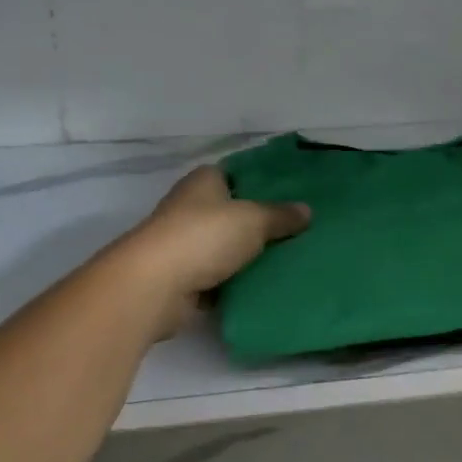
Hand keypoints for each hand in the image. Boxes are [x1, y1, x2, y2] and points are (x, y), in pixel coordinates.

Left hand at [120, 166, 310, 337]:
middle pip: (232, 212)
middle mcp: (189, 208)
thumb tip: (307, 211)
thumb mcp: (254, 220)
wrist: (154, 286)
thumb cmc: (204, 237)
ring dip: (247, 255)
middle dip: (259, 222)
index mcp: (203, 182)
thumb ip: (282, 215)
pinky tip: (262, 287)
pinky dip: (234, 283)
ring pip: (225, 246)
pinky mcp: (181, 277)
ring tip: (287, 260)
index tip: (291, 195)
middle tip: (297, 230)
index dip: (261, 183)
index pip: (235, 174)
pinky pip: (217, 277)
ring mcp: (183, 244)